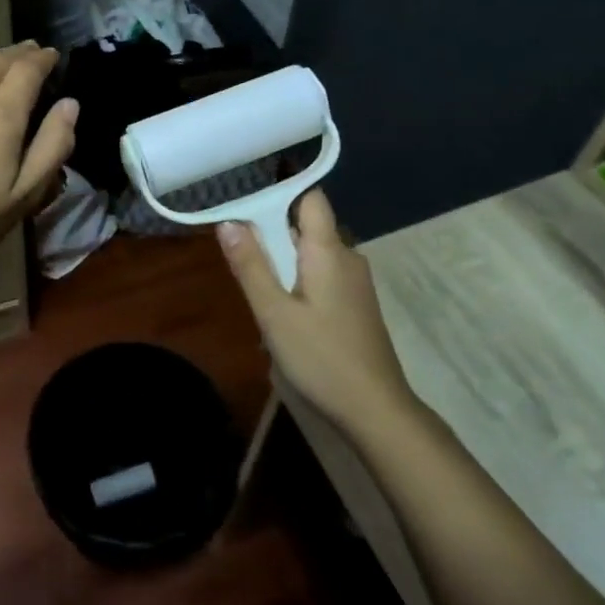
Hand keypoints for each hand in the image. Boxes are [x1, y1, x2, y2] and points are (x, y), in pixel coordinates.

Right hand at [219, 190, 411, 430]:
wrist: (375, 410)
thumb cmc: (321, 357)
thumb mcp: (274, 313)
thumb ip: (251, 266)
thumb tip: (228, 222)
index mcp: (329, 251)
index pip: (310, 198)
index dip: (280, 195)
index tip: (246, 208)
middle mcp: (347, 257)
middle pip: (306, 228)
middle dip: (272, 239)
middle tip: (242, 263)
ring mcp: (355, 283)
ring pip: (312, 257)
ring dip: (283, 267)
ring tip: (259, 296)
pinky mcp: (356, 306)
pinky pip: (322, 278)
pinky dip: (299, 285)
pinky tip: (284, 318)